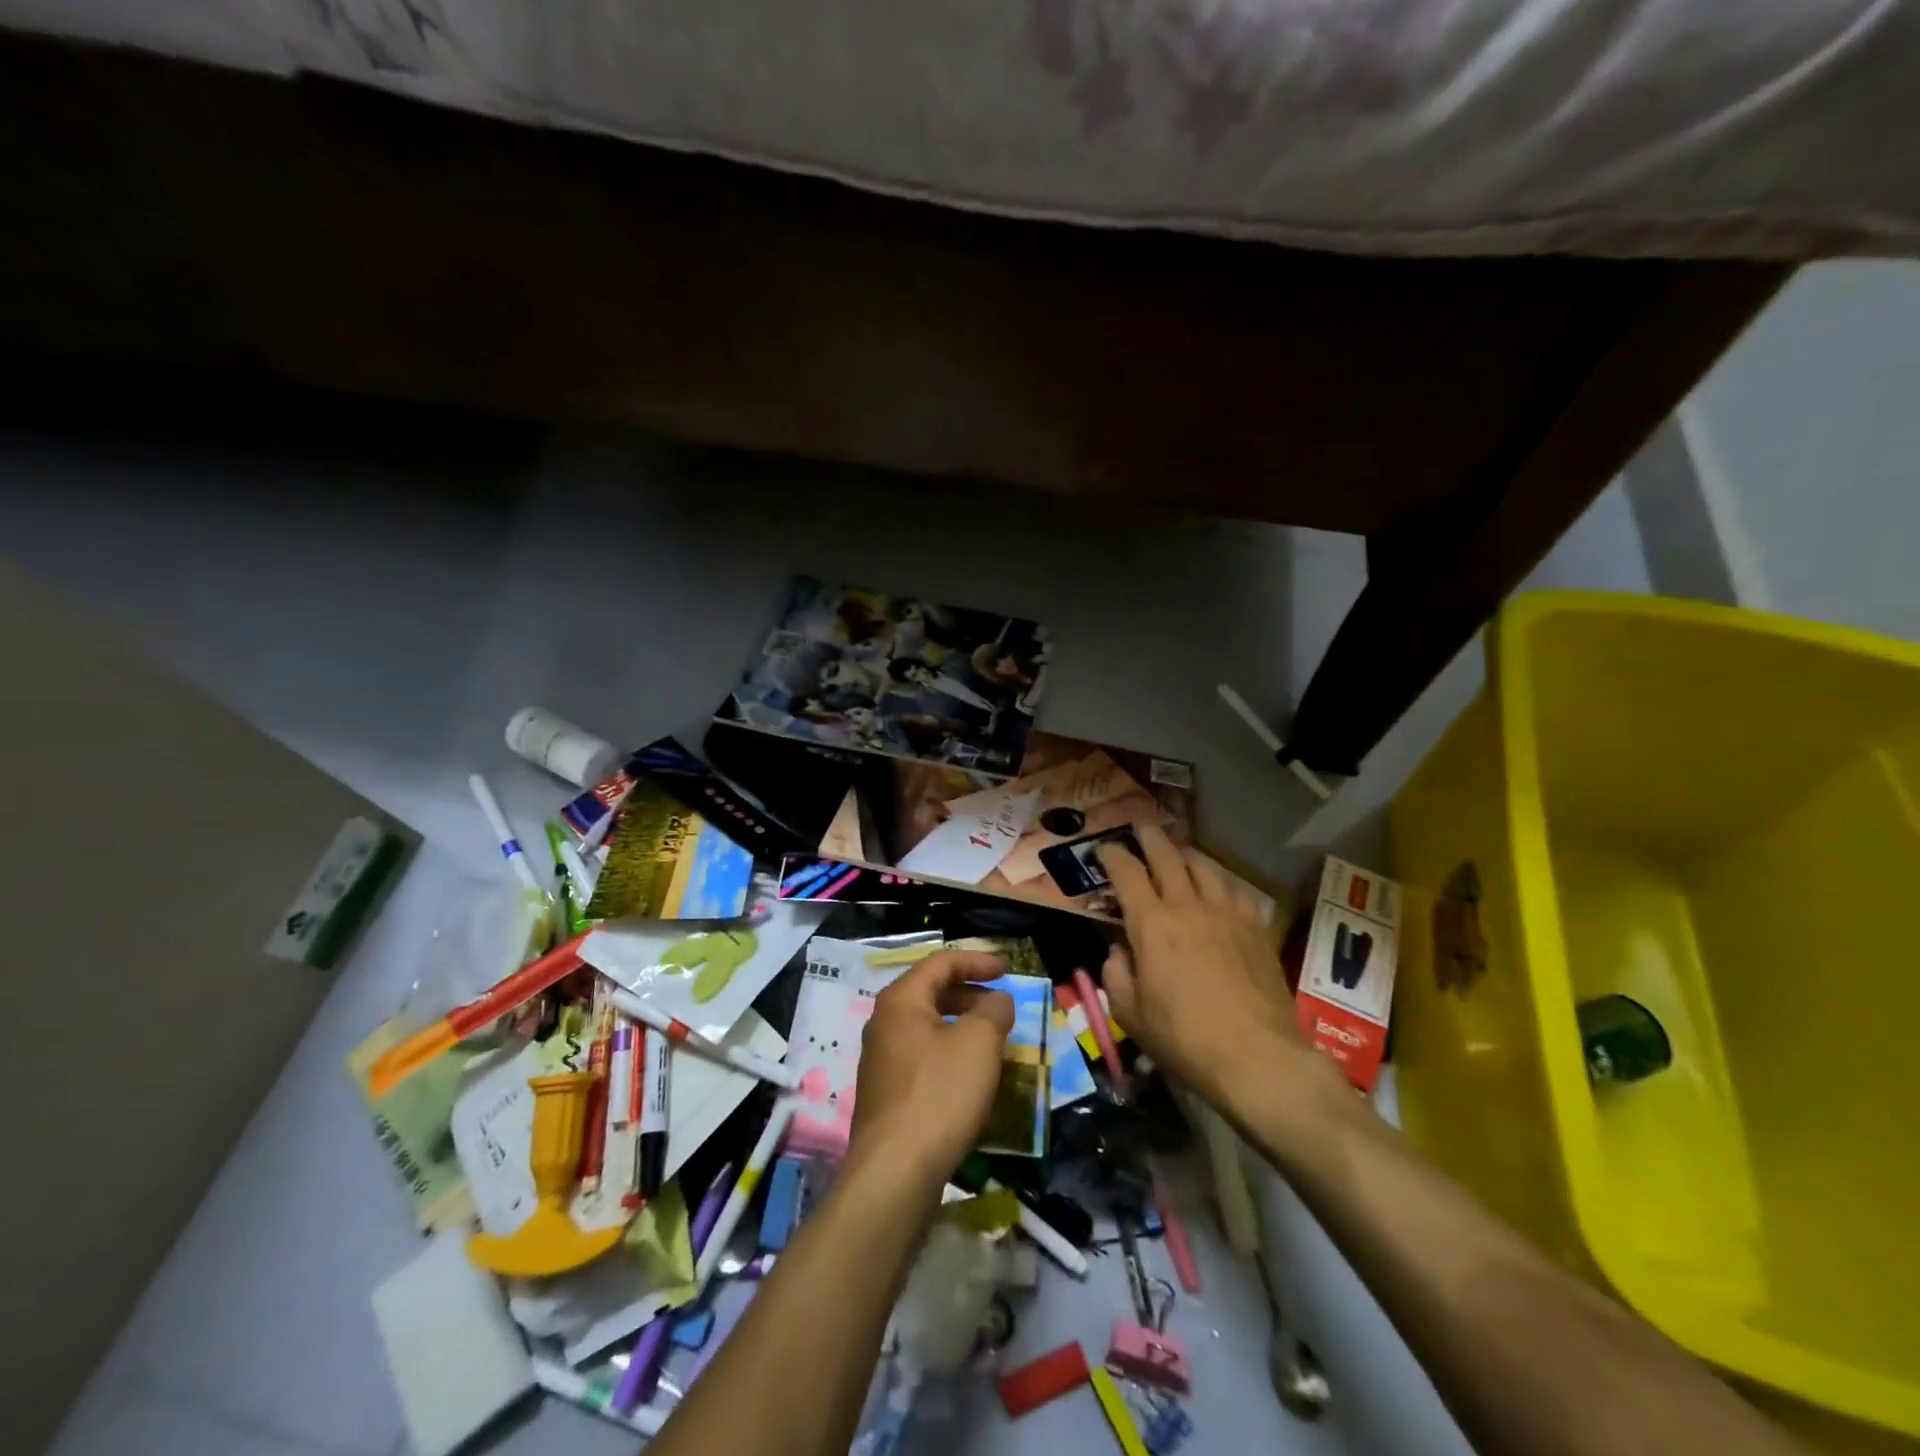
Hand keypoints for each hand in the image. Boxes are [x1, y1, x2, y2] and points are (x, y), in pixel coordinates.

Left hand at [848, 951, 1013, 1185]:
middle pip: (931, 992)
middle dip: (970, 993)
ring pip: (928, 1027)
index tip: (1007, 968)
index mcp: (901, 1000)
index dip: (976, 960)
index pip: (940, 962)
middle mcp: (884, 1023)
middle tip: (1001, 1004)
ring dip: (962, 1025)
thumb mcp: (979, 1043)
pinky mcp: (887, 1093)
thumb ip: (993, 1011)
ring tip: (993, 1040)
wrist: (895, 1172)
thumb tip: (997, 1000)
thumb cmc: (939, 1094)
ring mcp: (882, 1060)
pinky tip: (971, 1076)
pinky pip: (923, 1056)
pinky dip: (950, 1053)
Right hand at [1097, 824, 1324, 1110]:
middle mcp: (1188, 906)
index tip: (1103, 849)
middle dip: (1149, 837)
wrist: (1258, 1057)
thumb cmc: (1184, 1039)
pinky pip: (1235, 889)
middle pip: (1167, 855)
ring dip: (1186, 853)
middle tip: (1140, 828)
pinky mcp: (1256, 927)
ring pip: (1205, 865)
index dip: (1112, 854)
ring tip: (1178, 851)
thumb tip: (1119, 952)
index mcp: (1152, 924)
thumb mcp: (1131, 1014)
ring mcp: (1227, 913)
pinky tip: (1218, 888)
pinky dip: (1219, 881)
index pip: (1126, 872)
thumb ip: (1116, 975)